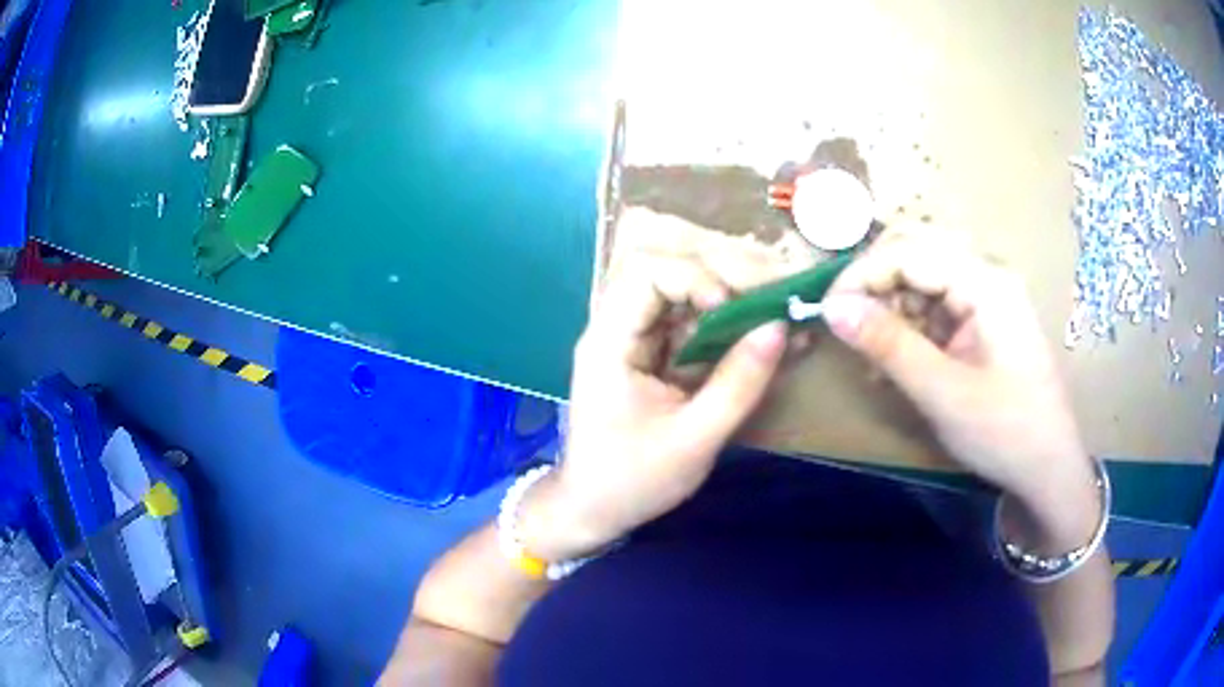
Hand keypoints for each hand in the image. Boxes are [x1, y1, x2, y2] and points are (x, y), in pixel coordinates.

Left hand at [521, 247, 788, 560]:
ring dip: (731, 302)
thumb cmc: (632, 481)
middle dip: (724, 280)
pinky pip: (690, 326)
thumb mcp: (694, 439)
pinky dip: (726, 329)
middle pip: (669, 272)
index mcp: (610, 341)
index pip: (647, 271)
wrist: (592, 510)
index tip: (732, 310)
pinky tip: (762, 339)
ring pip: (684, 296)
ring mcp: (634, 341)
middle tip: (772, 302)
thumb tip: (779, 327)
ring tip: (776, 317)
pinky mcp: (651, 357)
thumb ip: (738, 384)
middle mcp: (618, 328)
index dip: (696, 278)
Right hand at [819, 227, 1096, 535]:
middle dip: (875, 284)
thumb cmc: (1004, 432)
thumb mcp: (942, 392)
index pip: (909, 251)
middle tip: (849, 325)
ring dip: (891, 307)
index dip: (862, 275)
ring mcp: (987, 296)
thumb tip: (832, 308)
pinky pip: (936, 305)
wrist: (1049, 469)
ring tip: (874, 355)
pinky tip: (898, 360)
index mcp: (985, 282)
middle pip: (916, 251)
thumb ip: (889, 344)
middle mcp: (986, 275)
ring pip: (922, 276)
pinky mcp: (983, 320)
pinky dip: (910, 327)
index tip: (826, 314)